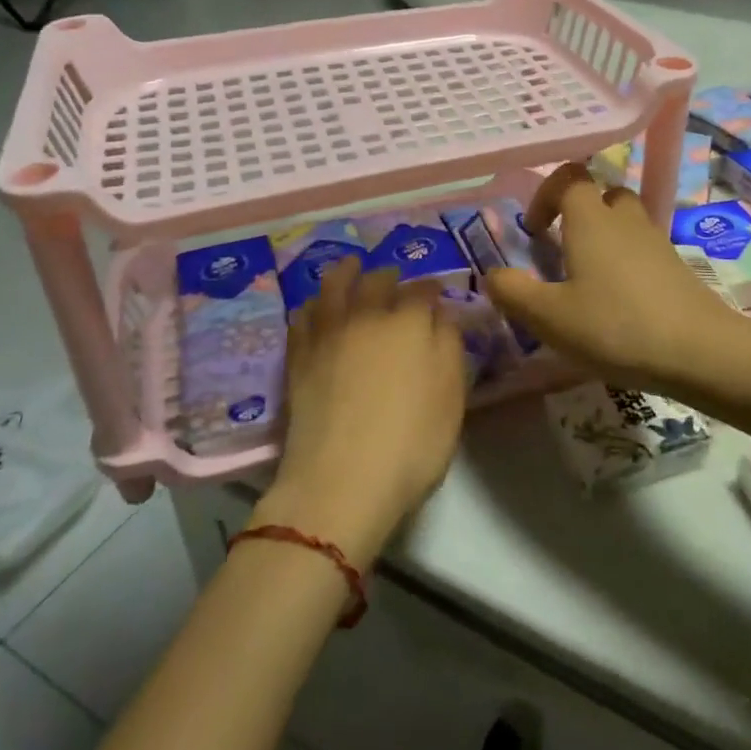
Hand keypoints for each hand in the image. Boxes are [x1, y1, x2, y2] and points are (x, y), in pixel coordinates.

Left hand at [253, 257, 467, 569]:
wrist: (341, 482)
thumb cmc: (411, 442)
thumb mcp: (452, 396)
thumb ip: (449, 345)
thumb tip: (441, 314)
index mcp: (409, 321)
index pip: (423, 290)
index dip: (432, 289)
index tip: (437, 294)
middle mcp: (367, 315)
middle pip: (378, 281)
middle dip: (391, 277)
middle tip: (396, 282)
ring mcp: (328, 333)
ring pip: (334, 286)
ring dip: (346, 272)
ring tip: (351, 267)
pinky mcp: (299, 356)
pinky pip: (303, 316)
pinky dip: (313, 304)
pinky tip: (316, 307)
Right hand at [480, 163, 745, 391]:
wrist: (700, 351)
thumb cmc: (615, 326)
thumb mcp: (549, 318)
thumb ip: (513, 292)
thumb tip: (492, 274)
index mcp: (591, 219)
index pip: (569, 176)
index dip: (546, 194)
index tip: (535, 231)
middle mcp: (625, 219)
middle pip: (602, 193)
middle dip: (577, 214)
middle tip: (562, 251)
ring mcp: (656, 240)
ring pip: (625, 221)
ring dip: (603, 237)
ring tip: (587, 278)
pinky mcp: (676, 265)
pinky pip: (643, 247)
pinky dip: (625, 261)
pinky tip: (618, 301)